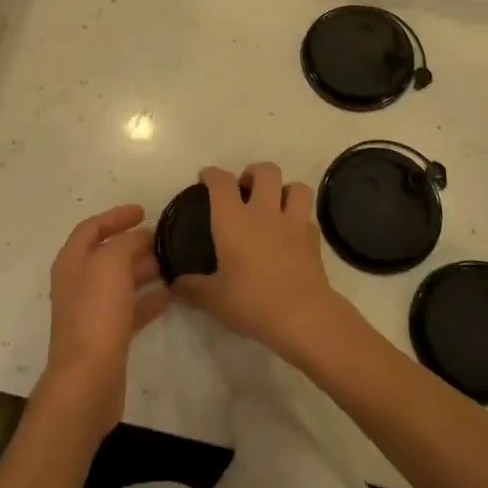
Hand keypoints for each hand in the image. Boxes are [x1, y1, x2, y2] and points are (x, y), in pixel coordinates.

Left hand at [40, 204, 171, 438]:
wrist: (87, 381)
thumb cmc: (95, 314)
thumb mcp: (111, 264)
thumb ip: (126, 243)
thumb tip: (141, 237)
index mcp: (72, 262)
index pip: (92, 227)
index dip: (116, 216)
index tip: (143, 211)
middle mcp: (79, 283)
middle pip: (108, 254)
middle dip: (134, 243)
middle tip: (164, 238)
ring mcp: (92, 312)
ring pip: (121, 281)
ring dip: (144, 270)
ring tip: (173, 263)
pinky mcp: (108, 336)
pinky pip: (130, 309)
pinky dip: (148, 299)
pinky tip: (171, 295)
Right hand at [172, 163, 350, 360]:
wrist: (302, 317)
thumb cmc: (252, 303)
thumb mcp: (214, 300)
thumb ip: (192, 289)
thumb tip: (174, 285)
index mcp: (234, 221)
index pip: (221, 182)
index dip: (212, 174)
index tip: (206, 178)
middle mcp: (264, 212)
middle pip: (265, 171)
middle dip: (254, 173)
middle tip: (245, 190)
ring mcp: (293, 222)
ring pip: (295, 186)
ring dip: (284, 190)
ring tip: (274, 205)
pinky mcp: (313, 237)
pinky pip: (307, 215)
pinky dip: (299, 218)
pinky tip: (291, 233)